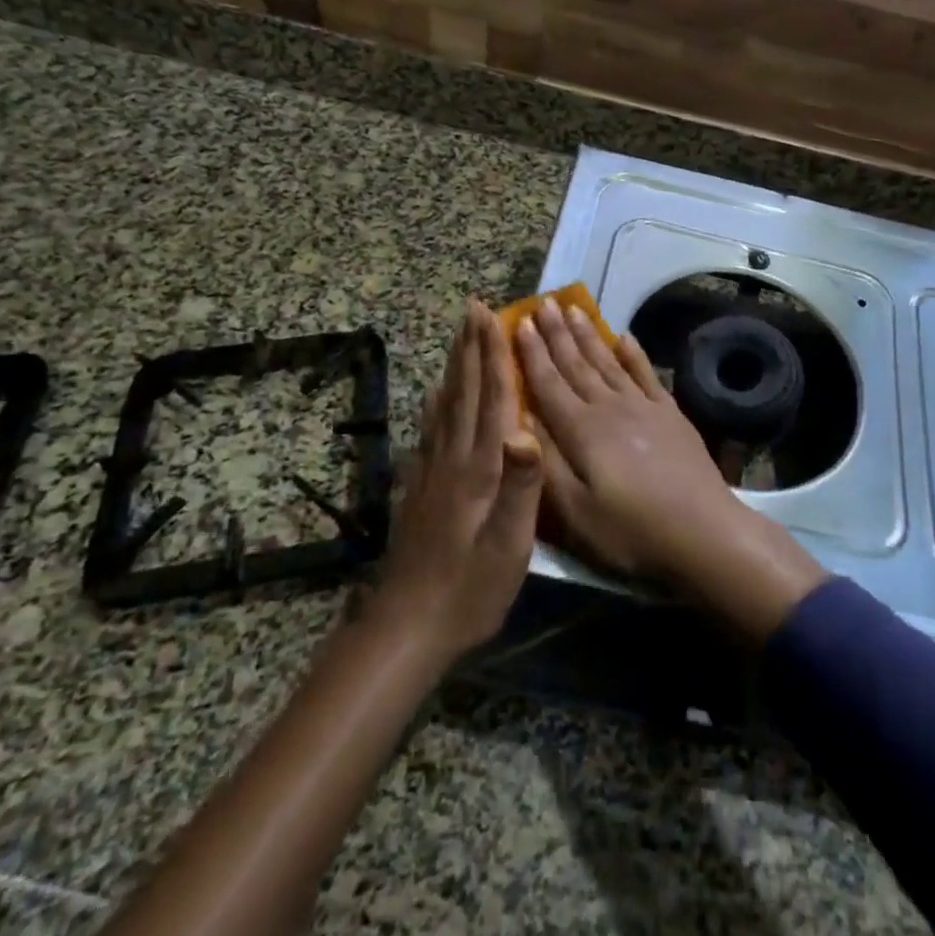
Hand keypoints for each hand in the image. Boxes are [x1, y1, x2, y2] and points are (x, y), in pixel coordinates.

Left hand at [373, 300, 541, 664]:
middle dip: (471, 347)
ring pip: (446, 404)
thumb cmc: (469, 589)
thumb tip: (527, 430)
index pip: (490, 399)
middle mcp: (453, 458)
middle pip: (464, 391)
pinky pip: (431, 429)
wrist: (408, 627)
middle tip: (474, 308)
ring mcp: (432, 471)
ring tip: (460, 336)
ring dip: (456, 365)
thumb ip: (520, 488)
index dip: (493, 355)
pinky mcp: (421, 487)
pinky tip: (435, 392)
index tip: (493, 316)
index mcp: (479, 468)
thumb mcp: (508, 547)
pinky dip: (436, 401)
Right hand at [515, 298, 827, 639]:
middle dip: (556, 333)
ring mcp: (643, 407)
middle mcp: (609, 408)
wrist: (703, 532)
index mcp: (581, 430)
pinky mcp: (669, 414)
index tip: (517, 322)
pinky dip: (633, 353)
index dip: (530, 353)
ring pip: (607, 362)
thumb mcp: (575, 513)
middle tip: (541, 303)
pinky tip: (624, 337)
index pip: (548, 383)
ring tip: (573, 308)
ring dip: (588, 334)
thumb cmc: (630, 531)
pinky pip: (646, 374)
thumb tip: (519, 421)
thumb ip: (546, 464)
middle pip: (576, 363)